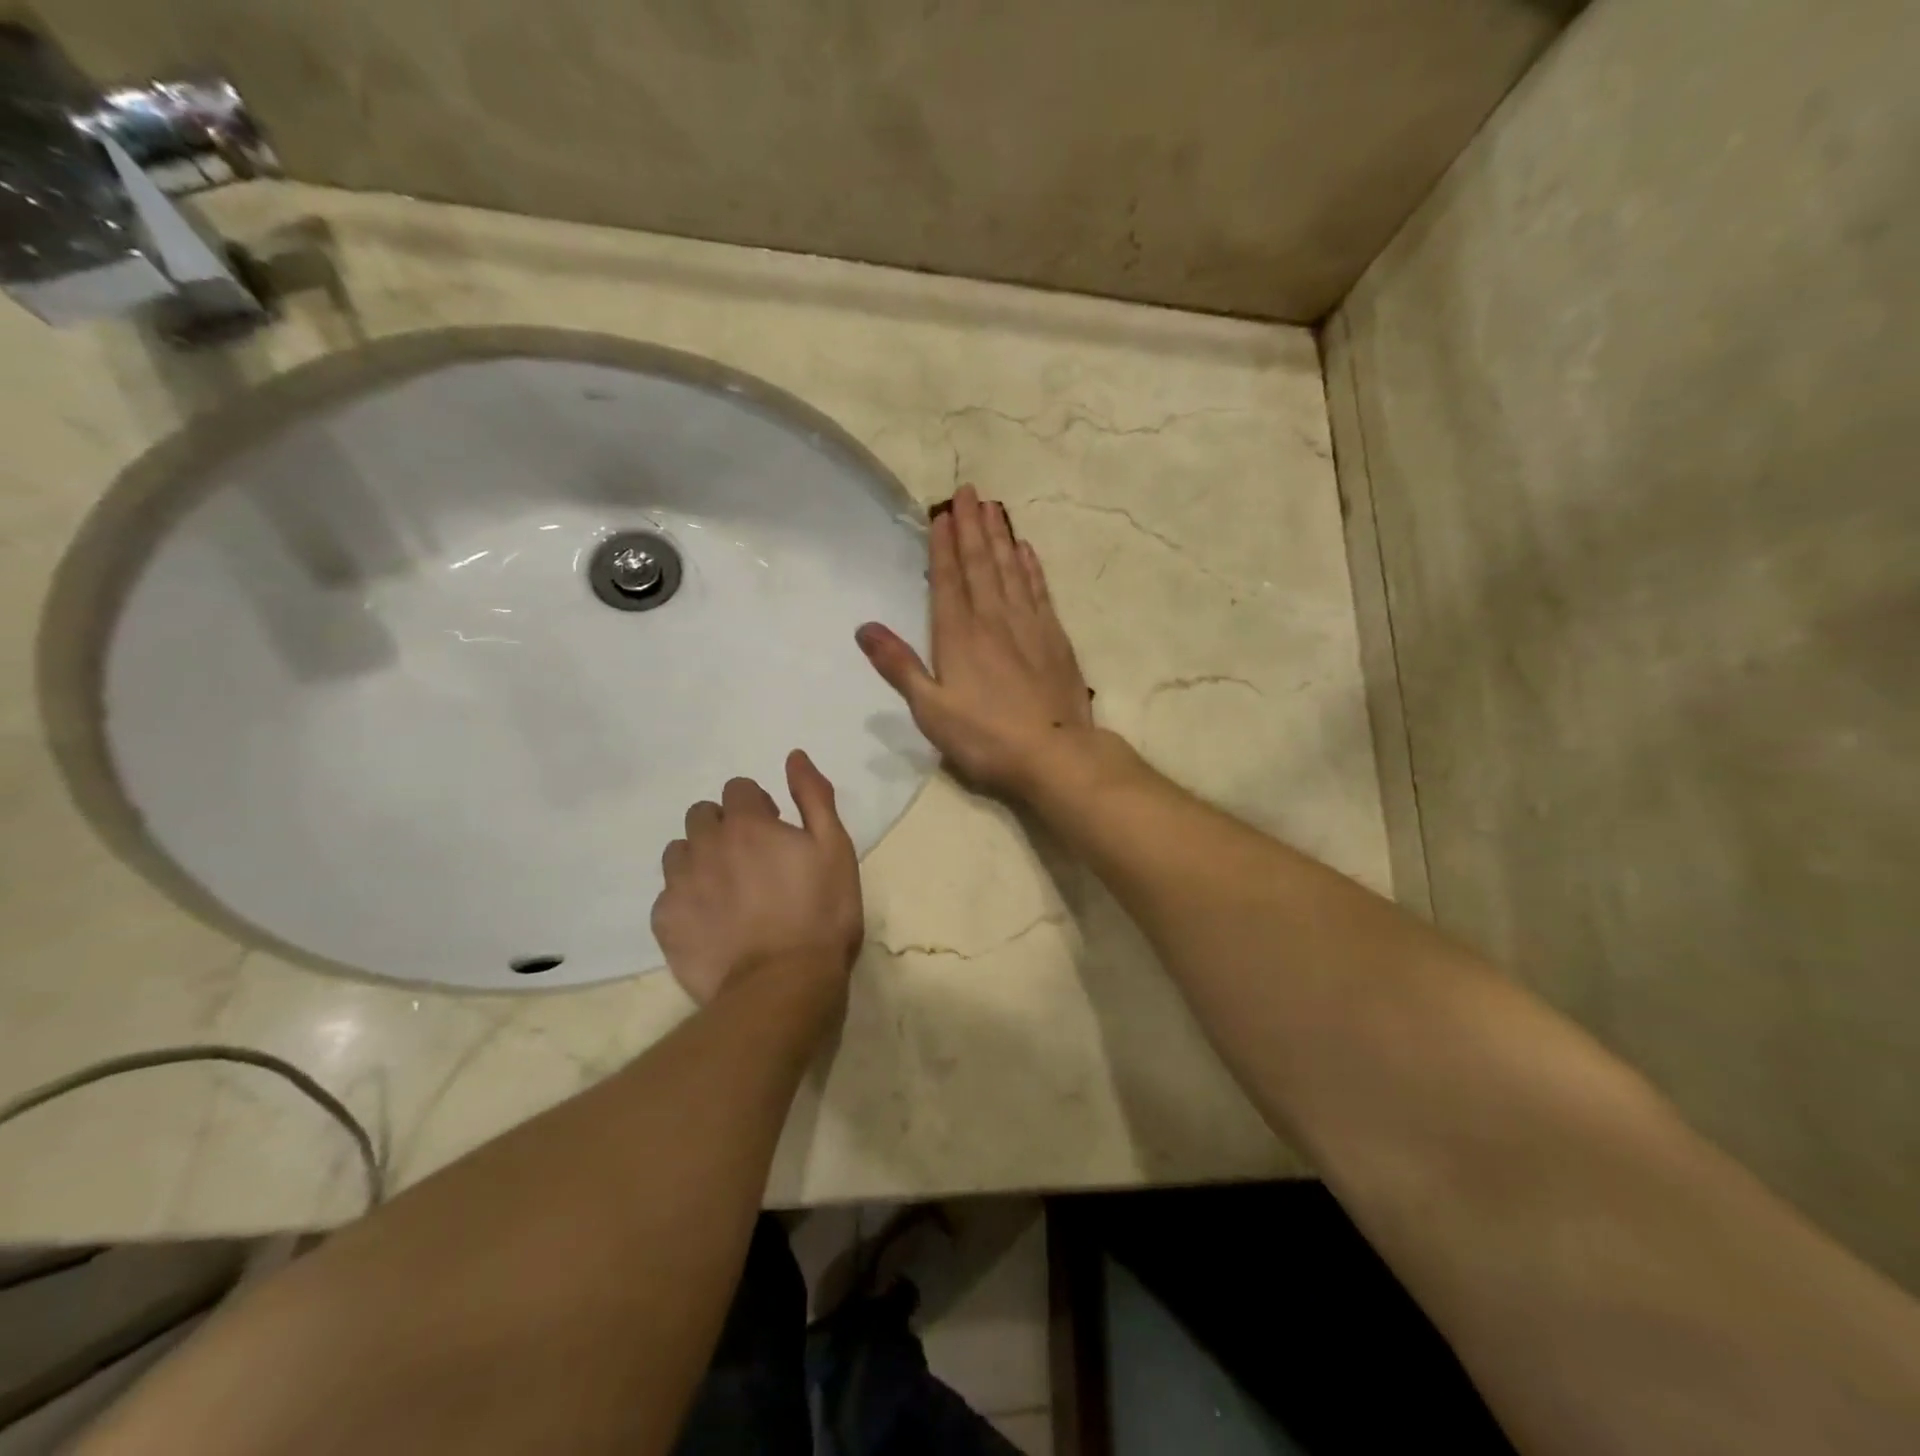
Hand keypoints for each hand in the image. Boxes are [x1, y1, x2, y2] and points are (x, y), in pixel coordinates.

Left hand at [651, 750, 862, 1007]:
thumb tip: (795, 756)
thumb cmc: (821, 913)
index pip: (738, 789)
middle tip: (752, 860)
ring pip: (679, 851)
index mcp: (747, 823)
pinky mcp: (665, 922)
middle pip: (702, 815)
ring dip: (700, 858)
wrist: (783, 985)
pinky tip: (711, 922)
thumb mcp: (835, 848)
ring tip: (727, 890)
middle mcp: (705, 844)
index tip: (776, 833)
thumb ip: (813, 797)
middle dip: (724, 827)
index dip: (759, 807)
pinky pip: (667, 895)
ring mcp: (679, 884)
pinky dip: (686, 899)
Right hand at [857, 484, 1093, 796]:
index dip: (944, 546)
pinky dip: (1031, 567)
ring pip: (1011, 570)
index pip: (948, 580)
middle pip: (981, 564)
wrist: (1054, 754)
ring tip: (993, 508)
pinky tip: (1026, 550)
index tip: (942, 513)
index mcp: (959, 635)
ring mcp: (1029, 626)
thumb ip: (898, 666)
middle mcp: (994, 620)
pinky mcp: (1055, 638)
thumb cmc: (985, 737)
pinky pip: (1039, 590)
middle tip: (968, 491)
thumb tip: (864, 628)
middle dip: (972, 527)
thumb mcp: (930, 709)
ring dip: (1000, 537)